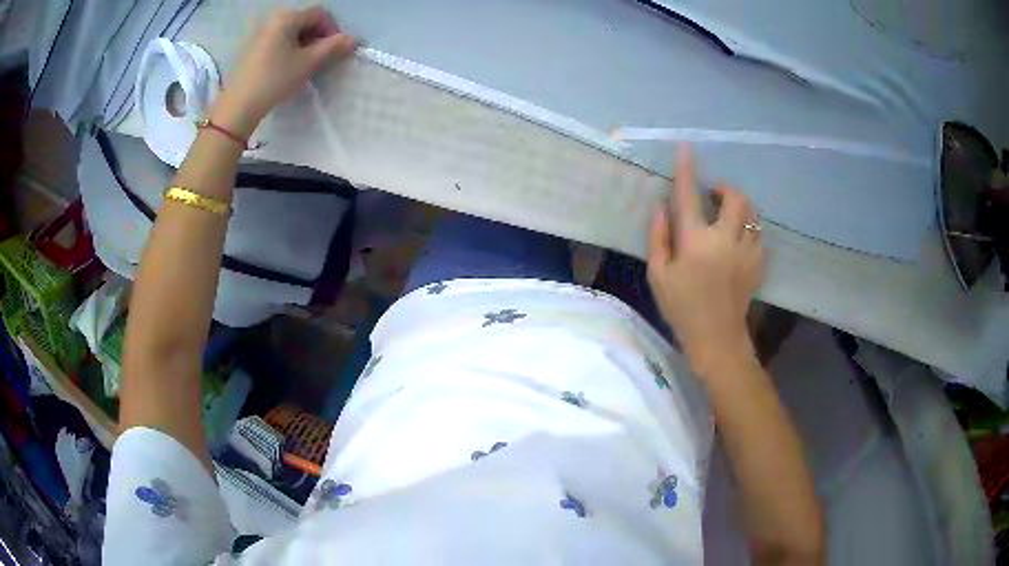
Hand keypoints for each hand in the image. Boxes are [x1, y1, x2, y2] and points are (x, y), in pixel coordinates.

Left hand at [212, 7, 355, 136]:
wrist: (238, 107)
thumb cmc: (274, 80)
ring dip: (305, 45)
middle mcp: (272, 20)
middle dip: (318, 38)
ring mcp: (260, 34)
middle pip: (305, 21)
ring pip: (292, 33)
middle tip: (322, 60)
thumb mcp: (308, 63)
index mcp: (287, 18)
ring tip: (306, 67)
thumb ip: (334, 48)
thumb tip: (355, 39)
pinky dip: (289, 50)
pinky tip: (288, 69)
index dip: (333, 30)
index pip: (320, 14)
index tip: (336, 51)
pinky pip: (278, 42)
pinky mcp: (251, 49)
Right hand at [647, 145, 765, 374]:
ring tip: (727, 215)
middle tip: (713, 196)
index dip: (687, 170)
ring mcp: (746, 251)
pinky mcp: (758, 263)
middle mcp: (725, 240)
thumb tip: (662, 207)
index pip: (689, 195)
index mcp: (696, 242)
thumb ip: (658, 237)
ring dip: (739, 206)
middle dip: (725, 189)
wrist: (716, 339)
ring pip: (752, 213)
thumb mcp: (658, 275)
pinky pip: (758, 233)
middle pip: (735, 198)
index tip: (687, 149)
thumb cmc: (682, 308)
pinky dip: (748, 228)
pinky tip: (737, 239)